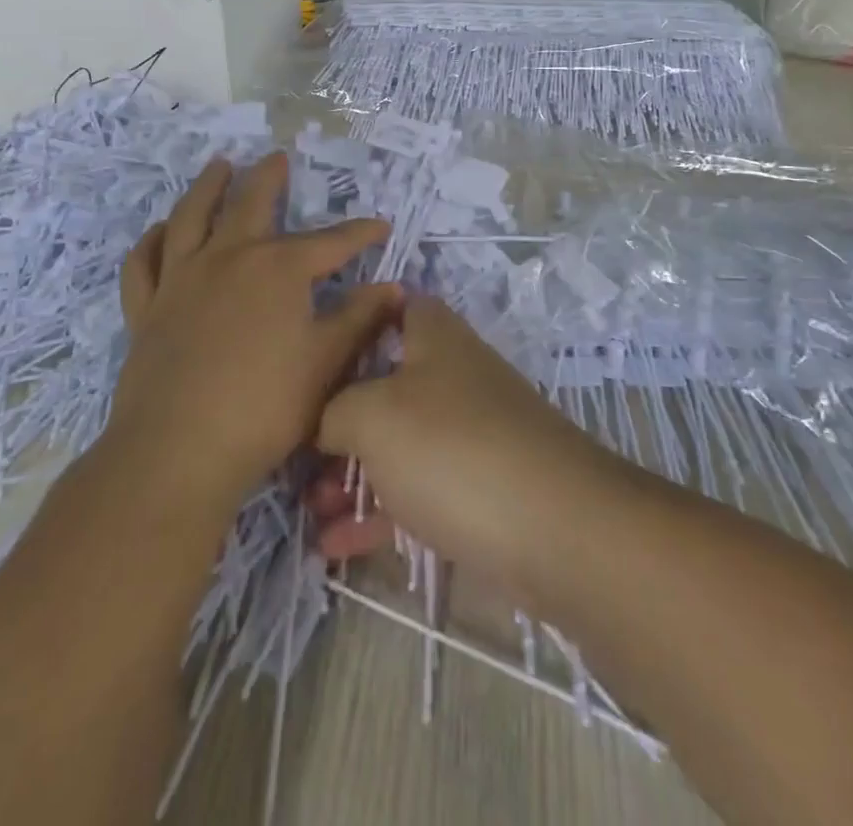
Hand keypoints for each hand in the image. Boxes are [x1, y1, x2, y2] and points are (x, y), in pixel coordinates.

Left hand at [111, 153, 399, 509]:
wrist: (178, 451)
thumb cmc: (265, 406)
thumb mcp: (327, 362)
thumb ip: (360, 318)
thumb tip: (393, 287)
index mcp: (278, 269)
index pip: (330, 242)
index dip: (359, 232)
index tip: (380, 226)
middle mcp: (228, 258)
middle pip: (251, 204)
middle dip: (269, 179)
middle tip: (277, 156)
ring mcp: (181, 280)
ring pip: (191, 217)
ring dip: (207, 187)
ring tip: (219, 166)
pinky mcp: (147, 308)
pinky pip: (144, 263)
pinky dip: (151, 241)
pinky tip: (160, 231)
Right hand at [313, 297, 616, 599]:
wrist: (554, 528)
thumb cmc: (452, 447)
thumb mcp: (372, 414)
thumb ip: (334, 409)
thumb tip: (326, 423)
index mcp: (435, 339)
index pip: (396, 307)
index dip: (356, 321)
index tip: (315, 352)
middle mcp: (454, 378)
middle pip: (387, 383)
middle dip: (340, 418)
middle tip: (299, 452)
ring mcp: (469, 435)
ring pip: (399, 444)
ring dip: (353, 473)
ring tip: (310, 508)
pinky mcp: (479, 490)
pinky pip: (417, 492)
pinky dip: (379, 514)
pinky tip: (334, 546)